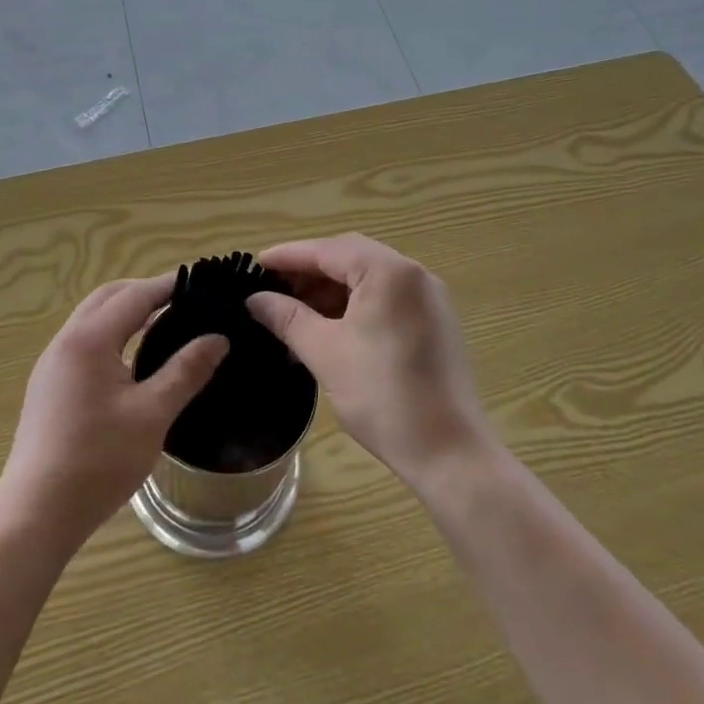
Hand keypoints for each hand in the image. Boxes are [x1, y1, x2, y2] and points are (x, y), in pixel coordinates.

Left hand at [0, 275, 227, 548]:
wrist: (37, 513)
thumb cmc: (99, 461)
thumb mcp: (152, 414)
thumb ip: (186, 371)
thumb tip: (218, 338)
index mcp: (89, 340)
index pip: (135, 295)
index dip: (169, 285)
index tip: (202, 281)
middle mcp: (66, 342)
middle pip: (108, 297)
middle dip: (145, 292)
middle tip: (184, 301)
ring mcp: (52, 364)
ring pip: (92, 319)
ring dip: (126, 313)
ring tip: (165, 325)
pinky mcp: (49, 386)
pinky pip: (84, 342)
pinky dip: (112, 335)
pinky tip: (133, 360)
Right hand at [245, 234, 496, 488]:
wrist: (449, 452)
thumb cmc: (382, 395)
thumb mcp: (325, 352)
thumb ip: (287, 318)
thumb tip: (255, 299)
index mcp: (389, 272)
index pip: (328, 251)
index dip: (288, 256)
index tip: (255, 264)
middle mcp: (414, 274)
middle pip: (350, 258)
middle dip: (309, 273)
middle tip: (272, 290)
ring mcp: (429, 298)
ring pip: (368, 279)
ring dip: (330, 291)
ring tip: (294, 314)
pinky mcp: (434, 322)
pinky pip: (385, 299)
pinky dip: (353, 306)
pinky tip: (328, 329)